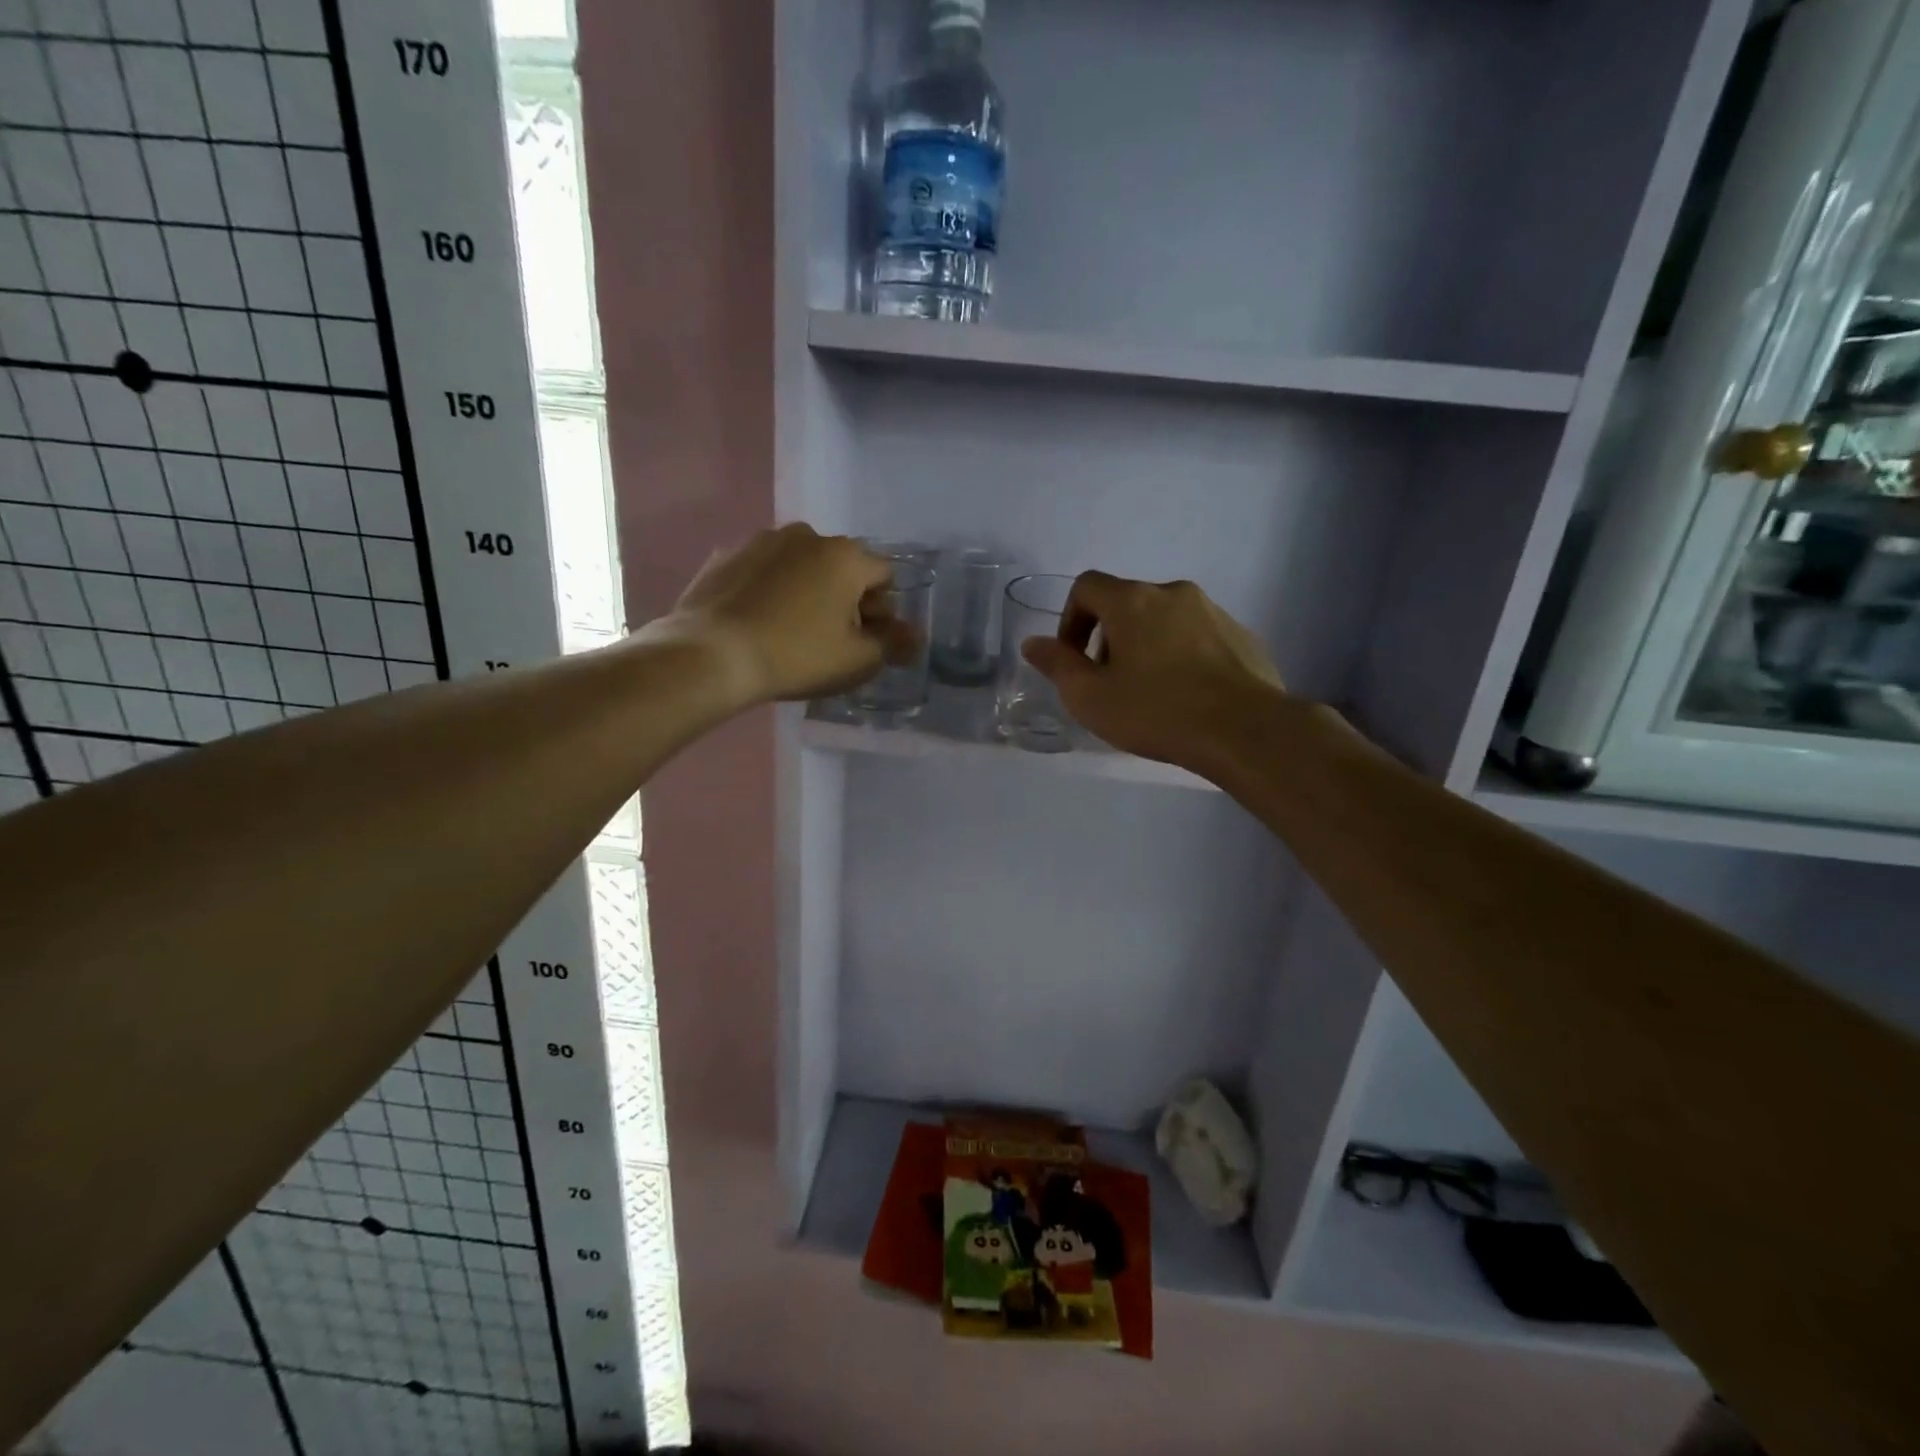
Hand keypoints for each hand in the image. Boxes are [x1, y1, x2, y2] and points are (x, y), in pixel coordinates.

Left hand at [651, 524, 910, 704]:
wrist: (713, 655)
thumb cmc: (798, 656)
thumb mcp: (857, 660)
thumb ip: (893, 644)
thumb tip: (915, 636)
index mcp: (846, 556)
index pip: (884, 576)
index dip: (883, 609)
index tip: (866, 639)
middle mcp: (807, 536)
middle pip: (842, 566)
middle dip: (846, 597)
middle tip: (832, 638)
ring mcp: (761, 541)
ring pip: (801, 565)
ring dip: (808, 590)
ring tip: (791, 629)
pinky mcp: (726, 555)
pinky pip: (764, 571)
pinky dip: (771, 589)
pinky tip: (759, 621)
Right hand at [1021, 572, 1287, 771]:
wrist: (1245, 730)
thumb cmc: (1157, 712)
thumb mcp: (1091, 698)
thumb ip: (1058, 665)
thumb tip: (1033, 643)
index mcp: (1132, 601)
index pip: (1086, 586)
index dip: (1070, 619)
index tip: (1074, 658)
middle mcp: (1173, 593)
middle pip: (1126, 602)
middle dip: (1109, 636)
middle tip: (1110, 682)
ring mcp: (1213, 611)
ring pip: (1164, 618)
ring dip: (1146, 644)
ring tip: (1151, 692)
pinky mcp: (1241, 635)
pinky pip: (1198, 635)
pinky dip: (1182, 654)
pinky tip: (1187, 694)